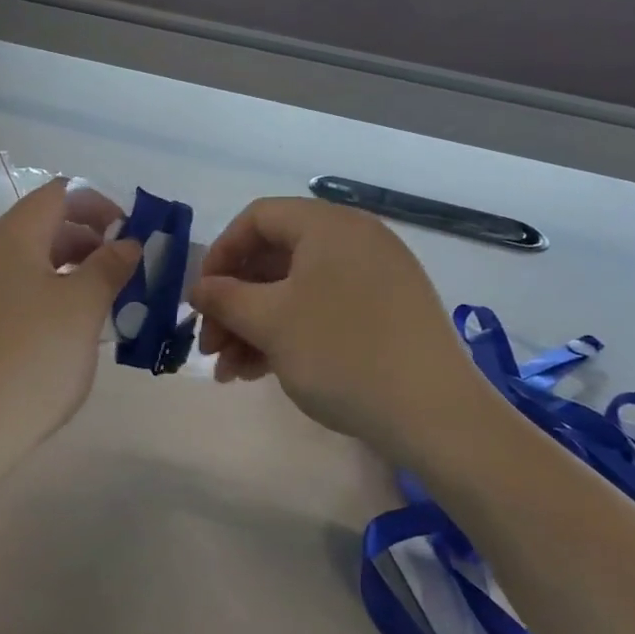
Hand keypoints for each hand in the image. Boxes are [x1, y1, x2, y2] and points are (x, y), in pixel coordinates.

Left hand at [0, 179, 140, 466]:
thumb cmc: (33, 358)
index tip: (133, 235)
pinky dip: (53, 292)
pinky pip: (20, 288)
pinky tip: (74, 326)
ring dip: (75, 268)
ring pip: (35, 259)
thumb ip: (110, 265)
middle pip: (47, 224)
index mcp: (13, 235)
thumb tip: (128, 243)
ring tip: (109, 299)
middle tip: (128, 270)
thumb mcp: (83, 307)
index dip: (100, 204)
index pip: (60, 193)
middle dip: (92, 238)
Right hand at [190, 198, 484, 456]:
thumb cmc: (341, 353)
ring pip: (296, 290)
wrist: (436, 415)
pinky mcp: (386, 313)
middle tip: (209, 345)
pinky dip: (289, 334)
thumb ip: (224, 298)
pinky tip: (261, 372)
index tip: (200, 296)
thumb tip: (198, 288)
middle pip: (274, 258)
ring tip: (230, 371)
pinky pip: (324, 309)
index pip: (257, 218)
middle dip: (234, 303)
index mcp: (329, 225)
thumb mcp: (270, 322)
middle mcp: (354, 240)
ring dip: (255, 326)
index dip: (220, 253)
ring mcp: (375, 277)